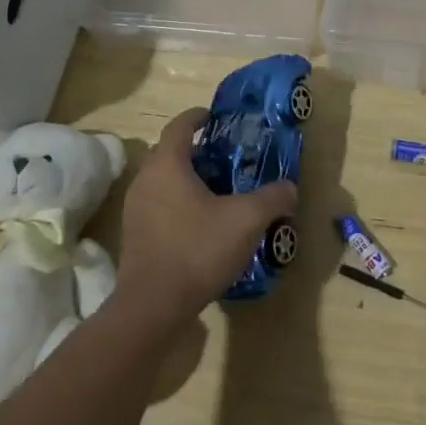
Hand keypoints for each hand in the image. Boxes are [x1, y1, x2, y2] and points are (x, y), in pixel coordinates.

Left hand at [116, 108, 297, 322]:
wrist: (152, 308)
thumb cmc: (198, 250)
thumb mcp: (247, 220)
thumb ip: (272, 198)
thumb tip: (290, 188)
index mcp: (167, 165)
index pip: (179, 125)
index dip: (198, 116)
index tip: (215, 116)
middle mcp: (145, 180)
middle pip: (169, 152)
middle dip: (196, 149)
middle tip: (225, 155)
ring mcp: (135, 209)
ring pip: (163, 180)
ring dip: (187, 178)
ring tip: (218, 189)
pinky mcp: (135, 236)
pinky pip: (159, 205)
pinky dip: (178, 202)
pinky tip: (203, 222)